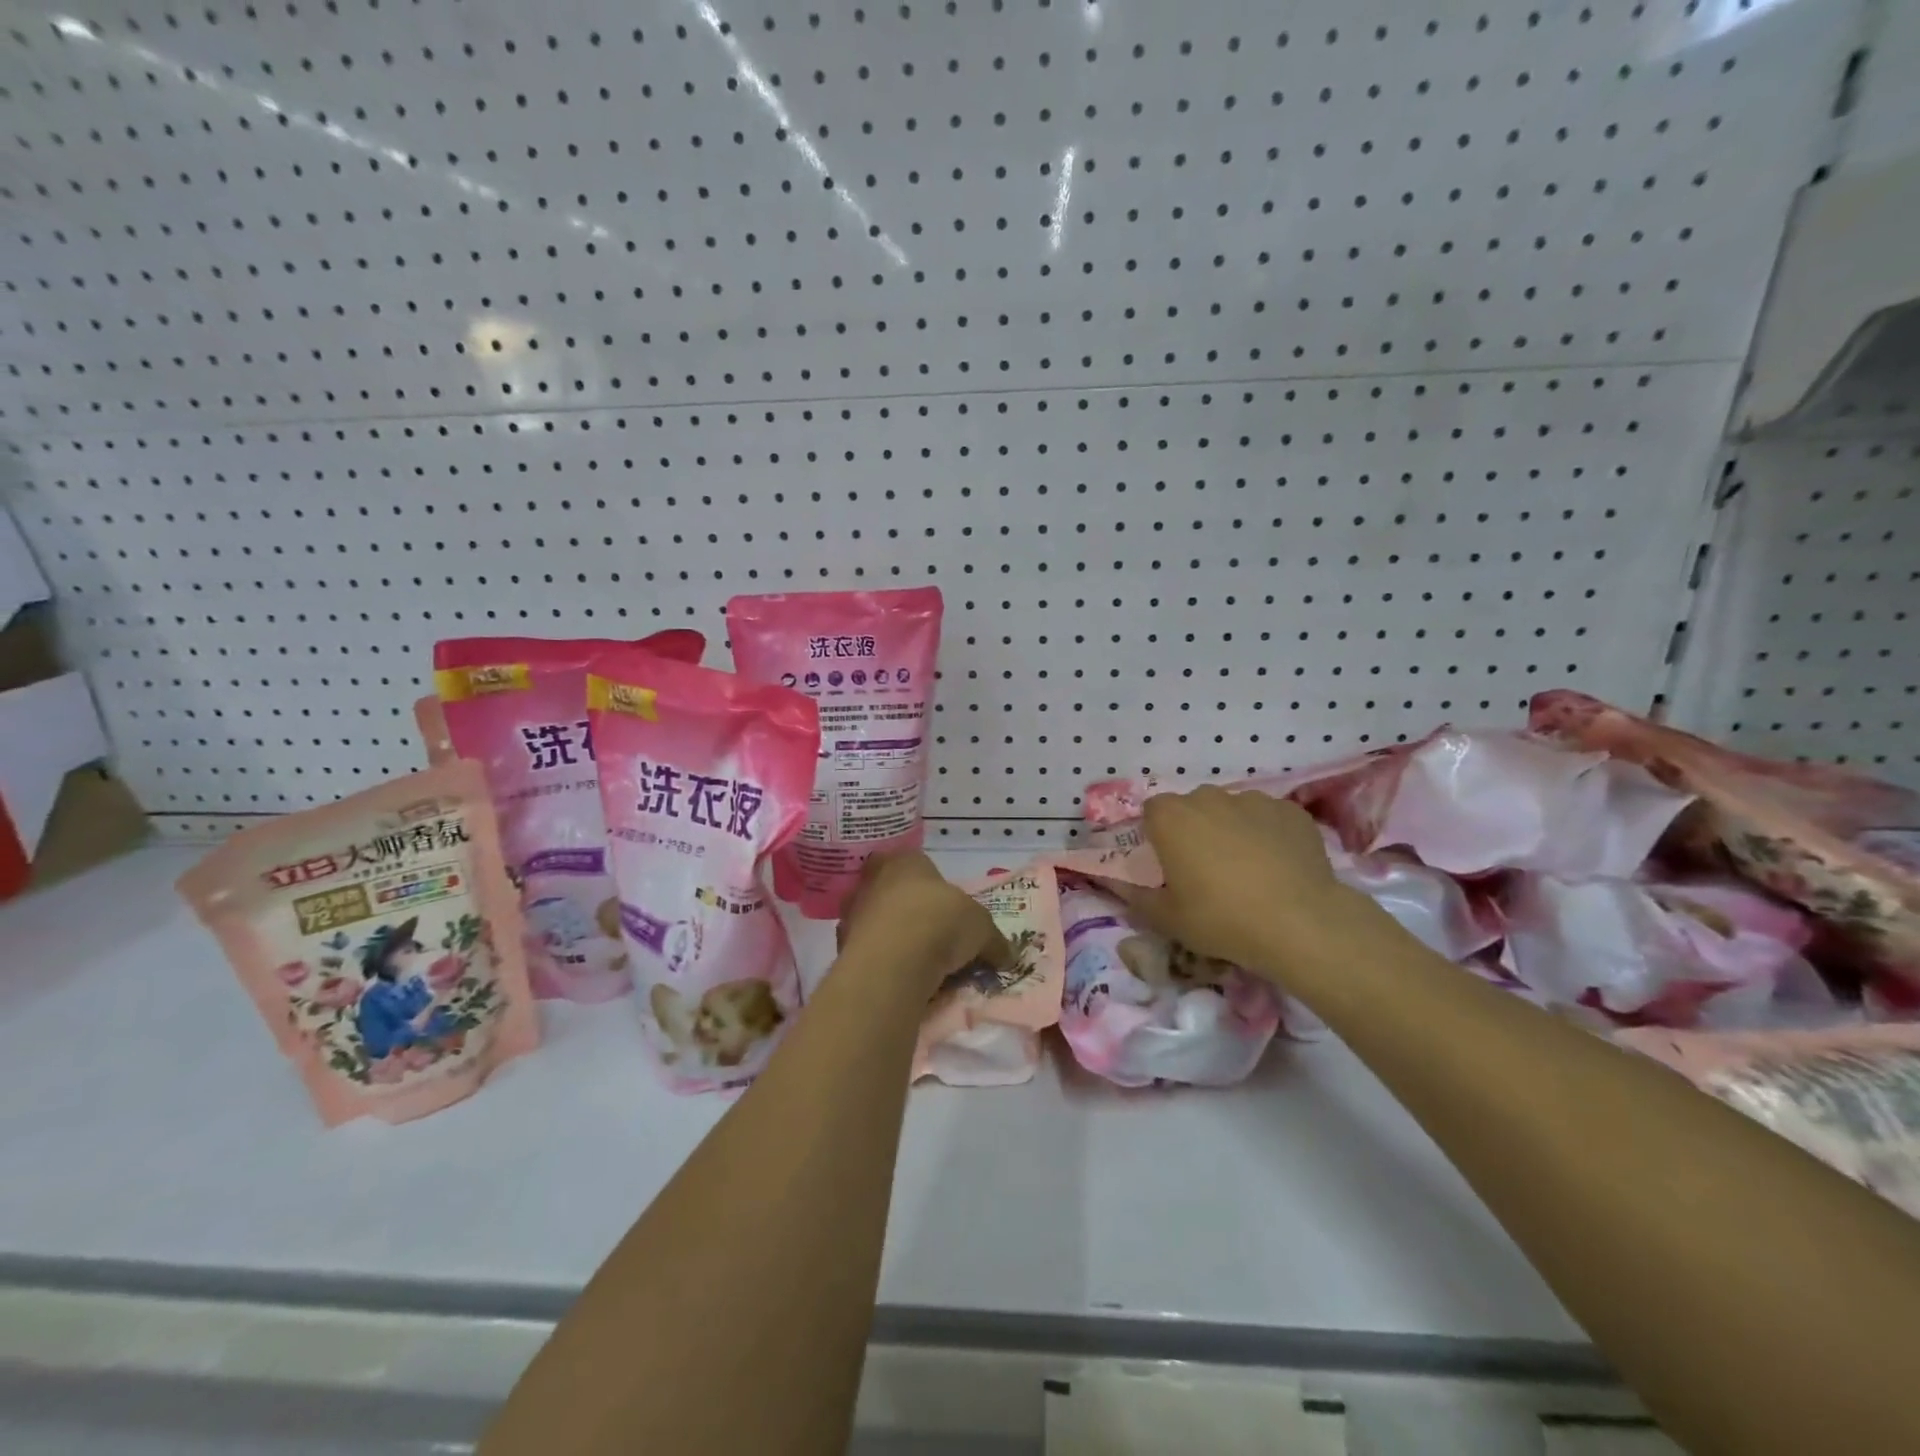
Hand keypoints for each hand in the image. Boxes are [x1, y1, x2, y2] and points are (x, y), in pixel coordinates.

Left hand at [836, 851, 1011, 994]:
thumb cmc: (941, 922)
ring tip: (920, 966)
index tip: (945, 909)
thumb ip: (992, 940)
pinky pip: (868, 953)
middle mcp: (872, 879)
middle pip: (892, 892)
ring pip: (876, 923)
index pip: (915, 863)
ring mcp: (852, 913)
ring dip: (893, 939)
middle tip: (933, 937)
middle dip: (908, 911)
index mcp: (906, 860)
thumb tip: (1007, 955)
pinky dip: (882, 964)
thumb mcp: (982, 928)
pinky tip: (902, 980)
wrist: (895, 959)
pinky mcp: (841, 947)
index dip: (930, 885)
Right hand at [1124, 786, 1363, 976]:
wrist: (1299, 923)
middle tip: (1207, 870)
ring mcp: (1252, 799)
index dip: (1158, 836)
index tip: (1169, 865)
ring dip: (1231, 830)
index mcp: (1170, 817)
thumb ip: (1135, 896)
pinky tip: (1279, 866)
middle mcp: (1208, 797)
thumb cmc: (1220, 919)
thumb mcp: (1167, 918)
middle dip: (1195, 830)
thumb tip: (1114, 883)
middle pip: (1192, 807)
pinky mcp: (1290, 810)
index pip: (1152, 813)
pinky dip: (1268, 834)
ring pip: (1232, 810)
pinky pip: (1268, 818)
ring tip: (1248, 870)